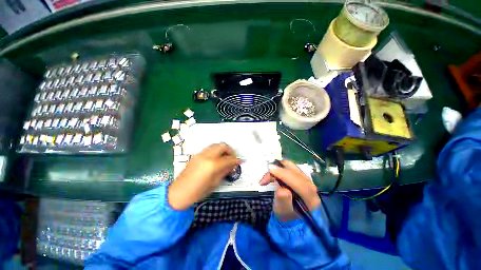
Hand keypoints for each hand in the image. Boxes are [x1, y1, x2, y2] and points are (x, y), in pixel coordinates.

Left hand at [168, 143, 238, 209]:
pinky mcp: (196, 155)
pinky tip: (217, 159)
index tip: (240, 162)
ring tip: (225, 158)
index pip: (228, 158)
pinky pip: (209, 149)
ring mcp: (200, 154)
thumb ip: (225, 171)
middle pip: (222, 146)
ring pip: (216, 145)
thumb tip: (233, 165)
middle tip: (232, 158)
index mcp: (212, 165)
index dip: (236, 160)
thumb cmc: (198, 192)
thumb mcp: (215, 183)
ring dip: (223, 149)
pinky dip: (216, 151)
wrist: (178, 193)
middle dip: (230, 151)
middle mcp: (207, 156)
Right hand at [259, 160, 320, 220]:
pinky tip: (272, 174)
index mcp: (311, 200)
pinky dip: (279, 168)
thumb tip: (282, 190)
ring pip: (292, 167)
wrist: (290, 216)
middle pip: (296, 173)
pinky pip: (289, 167)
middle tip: (264, 179)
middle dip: (279, 172)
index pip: (301, 184)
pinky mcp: (300, 176)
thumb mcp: (282, 212)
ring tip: (267, 178)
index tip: (271, 171)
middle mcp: (312, 188)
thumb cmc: (286, 216)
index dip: (285, 175)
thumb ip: (283, 202)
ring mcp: (306, 180)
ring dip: (278, 169)